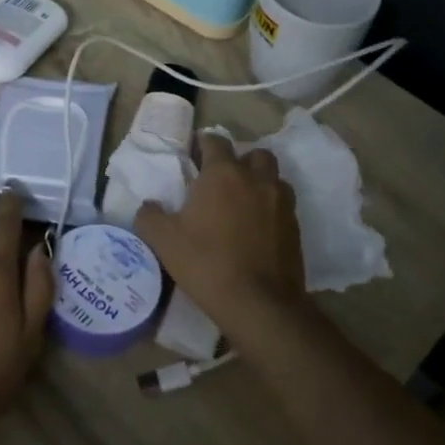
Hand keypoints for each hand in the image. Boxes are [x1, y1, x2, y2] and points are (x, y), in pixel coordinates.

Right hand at [133, 133, 308, 345]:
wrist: (259, 304)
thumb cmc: (206, 263)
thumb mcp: (164, 241)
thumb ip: (150, 216)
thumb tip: (149, 206)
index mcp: (223, 174)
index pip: (215, 141)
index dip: (204, 144)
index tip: (195, 153)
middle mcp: (256, 179)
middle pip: (253, 154)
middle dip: (240, 160)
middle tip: (223, 180)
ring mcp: (281, 202)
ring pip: (273, 177)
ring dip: (259, 182)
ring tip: (243, 202)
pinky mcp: (296, 226)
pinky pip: (283, 205)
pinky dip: (270, 208)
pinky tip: (257, 228)